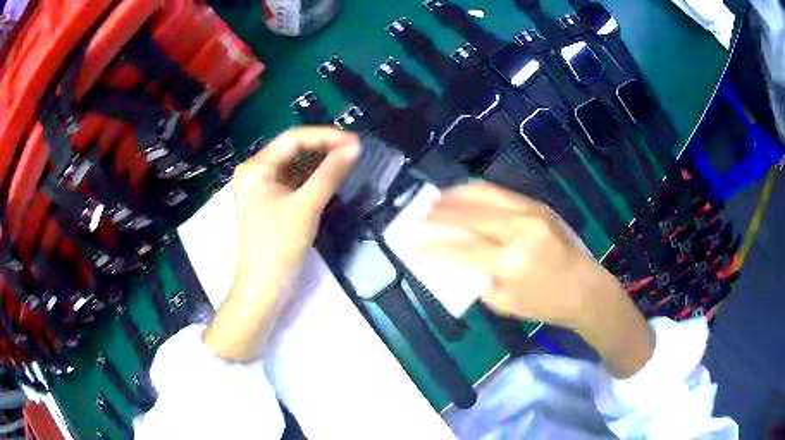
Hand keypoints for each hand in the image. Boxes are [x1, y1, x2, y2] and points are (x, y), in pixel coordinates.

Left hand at [204, 127, 359, 361]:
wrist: (263, 288)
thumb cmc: (278, 246)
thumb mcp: (306, 207)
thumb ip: (330, 174)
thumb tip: (355, 147)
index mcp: (256, 167)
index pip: (294, 139)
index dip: (326, 136)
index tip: (355, 141)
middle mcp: (256, 172)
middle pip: (293, 149)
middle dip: (324, 147)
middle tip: (355, 150)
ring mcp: (263, 188)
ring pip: (295, 165)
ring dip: (321, 162)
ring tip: (349, 160)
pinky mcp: (271, 202)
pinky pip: (294, 181)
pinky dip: (313, 178)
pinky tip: (332, 176)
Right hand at [417, 182, 652, 376]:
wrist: (586, 288)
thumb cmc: (545, 304)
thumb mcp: (504, 303)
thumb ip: (477, 279)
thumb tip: (457, 258)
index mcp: (510, 262)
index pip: (461, 249)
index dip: (434, 246)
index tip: (414, 243)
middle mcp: (519, 230)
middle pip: (469, 215)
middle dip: (439, 215)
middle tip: (419, 217)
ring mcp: (530, 212)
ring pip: (484, 194)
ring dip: (455, 196)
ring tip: (436, 199)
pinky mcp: (538, 205)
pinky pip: (500, 193)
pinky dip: (477, 192)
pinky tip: (464, 195)